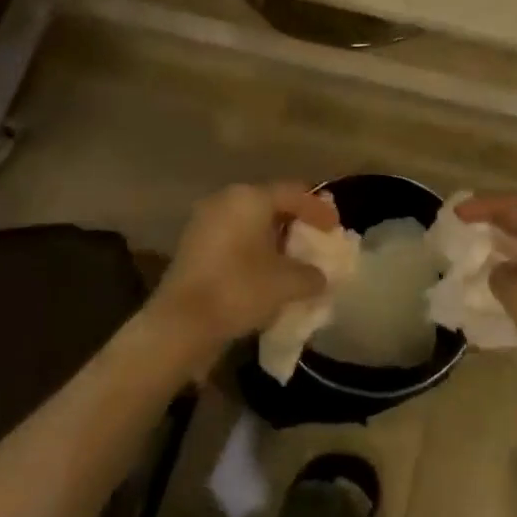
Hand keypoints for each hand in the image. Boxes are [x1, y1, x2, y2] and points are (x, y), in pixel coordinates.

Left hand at [147, 182, 340, 373]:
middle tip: (315, 241)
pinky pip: (234, 238)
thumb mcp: (288, 283)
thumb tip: (320, 276)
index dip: (319, 210)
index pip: (294, 193)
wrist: (181, 323)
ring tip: (293, 261)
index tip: (335, 228)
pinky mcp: (193, 245)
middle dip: (295, 223)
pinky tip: (266, 272)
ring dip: (273, 239)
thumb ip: (312, 274)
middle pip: (270, 204)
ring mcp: (205, 221)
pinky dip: (253, 250)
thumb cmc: (240, 289)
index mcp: (250, 198)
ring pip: (250, 223)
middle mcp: (225, 200)